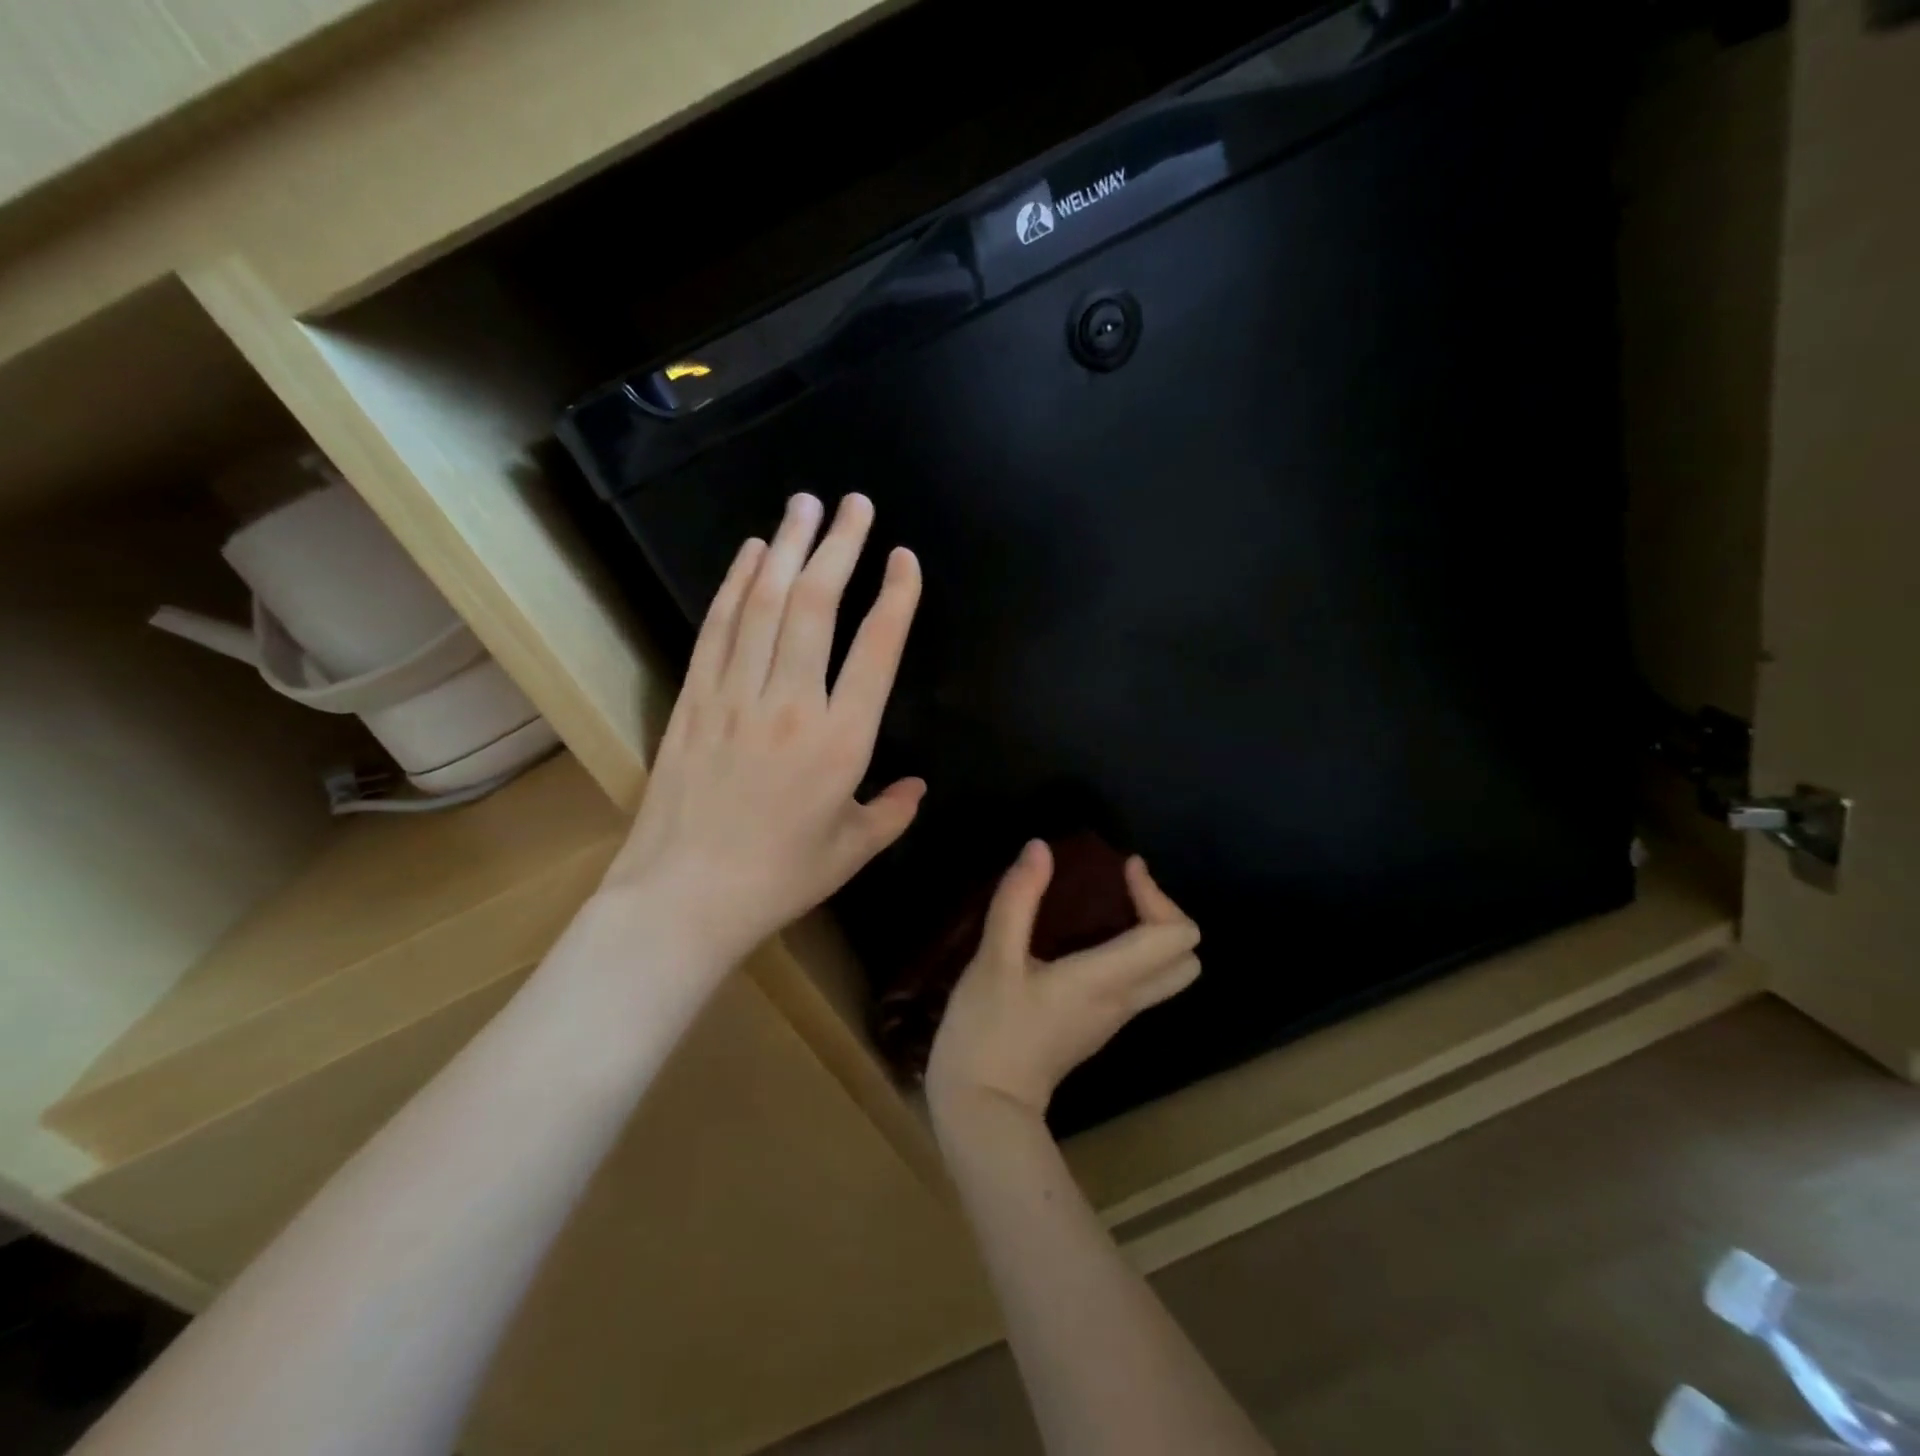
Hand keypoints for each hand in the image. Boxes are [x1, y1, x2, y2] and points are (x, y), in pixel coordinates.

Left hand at [606, 492, 924, 970]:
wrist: (684, 897)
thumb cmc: (779, 878)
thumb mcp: (852, 851)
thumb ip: (892, 812)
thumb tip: (918, 786)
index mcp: (841, 742)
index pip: (876, 651)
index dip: (896, 598)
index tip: (905, 558)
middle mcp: (791, 704)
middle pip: (818, 607)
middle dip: (839, 547)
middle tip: (855, 504)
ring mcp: (736, 696)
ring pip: (766, 605)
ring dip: (787, 549)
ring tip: (805, 505)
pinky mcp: (695, 699)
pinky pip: (719, 628)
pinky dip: (736, 585)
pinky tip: (752, 554)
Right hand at [926, 840, 1201, 1120]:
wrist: (982, 1110)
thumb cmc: (988, 1031)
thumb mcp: (994, 959)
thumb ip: (1018, 900)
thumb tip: (1040, 848)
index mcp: (1106, 980)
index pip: (1174, 936)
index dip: (1157, 893)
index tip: (1122, 869)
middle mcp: (1122, 1001)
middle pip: (1185, 960)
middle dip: (1163, 915)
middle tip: (1122, 891)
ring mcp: (1112, 1019)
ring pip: (1163, 975)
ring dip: (1148, 934)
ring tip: (1103, 906)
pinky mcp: (1094, 1028)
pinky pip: (1134, 984)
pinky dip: (1127, 954)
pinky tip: (1080, 939)